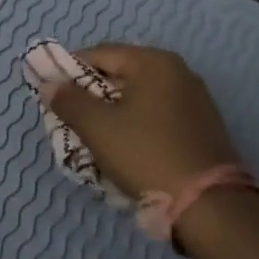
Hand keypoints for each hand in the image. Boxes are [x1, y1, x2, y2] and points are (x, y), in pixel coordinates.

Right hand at [44, 44, 240, 198]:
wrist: (208, 205)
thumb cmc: (146, 155)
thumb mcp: (98, 128)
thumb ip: (69, 101)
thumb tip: (50, 85)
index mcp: (154, 62)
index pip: (100, 54)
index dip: (70, 71)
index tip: (52, 96)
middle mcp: (179, 72)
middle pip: (121, 75)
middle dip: (91, 96)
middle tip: (71, 122)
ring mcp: (195, 100)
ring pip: (139, 98)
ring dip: (113, 114)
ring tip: (94, 140)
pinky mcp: (201, 127)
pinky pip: (157, 117)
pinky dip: (136, 127)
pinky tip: (125, 151)